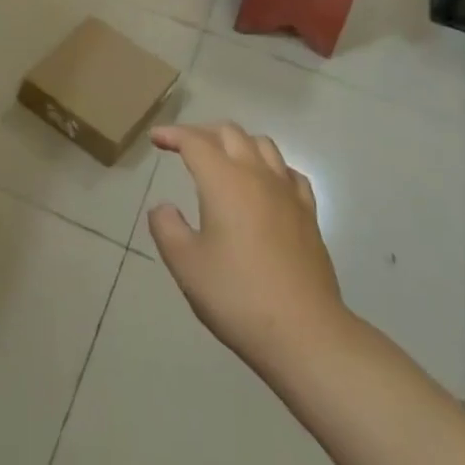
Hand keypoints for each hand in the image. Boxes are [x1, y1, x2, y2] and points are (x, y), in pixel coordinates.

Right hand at [147, 122, 348, 378]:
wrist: (304, 332)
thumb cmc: (237, 296)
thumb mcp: (186, 264)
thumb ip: (167, 228)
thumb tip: (164, 208)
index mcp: (224, 181)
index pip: (195, 141)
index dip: (172, 134)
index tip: (156, 138)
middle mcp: (257, 175)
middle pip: (230, 133)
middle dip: (203, 132)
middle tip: (184, 147)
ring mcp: (288, 193)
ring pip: (263, 145)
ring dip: (237, 143)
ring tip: (222, 159)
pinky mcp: (308, 214)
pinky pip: (289, 172)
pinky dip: (269, 166)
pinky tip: (264, 184)